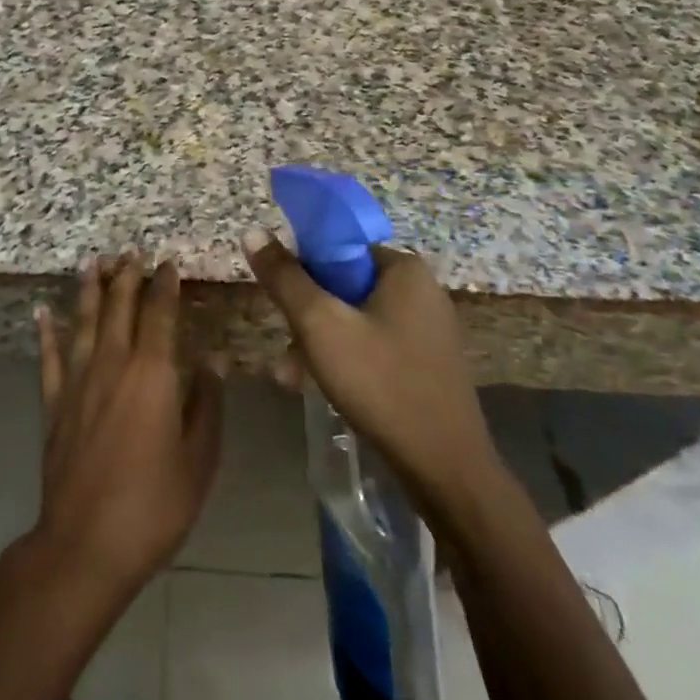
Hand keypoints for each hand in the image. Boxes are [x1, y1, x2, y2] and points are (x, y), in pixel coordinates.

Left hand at [24, 254, 223, 607]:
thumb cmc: (154, 504)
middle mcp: (113, 365)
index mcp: (153, 374)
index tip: (168, 263)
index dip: (166, 286)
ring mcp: (78, 382)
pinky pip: (49, 357)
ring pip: (84, 322)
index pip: (160, 314)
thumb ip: (207, 405)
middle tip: (131, 251)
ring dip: (90, 290)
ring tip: (94, 262)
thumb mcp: (199, 460)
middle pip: (119, 308)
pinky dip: (46, 332)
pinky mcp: (54, 404)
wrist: (85, 544)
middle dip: (127, 276)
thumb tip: (212, 361)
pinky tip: (43, 311)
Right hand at [242, 231, 495, 501]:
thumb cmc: (381, 383)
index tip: (283, 300)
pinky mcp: (427, 361)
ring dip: (319, 342)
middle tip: (286, 349)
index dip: (303, 269)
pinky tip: (320, 387)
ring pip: (356, 318)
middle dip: (308, 315)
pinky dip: (346, 358)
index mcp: (403, 268)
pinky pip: (374, 343)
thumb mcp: (320, 326)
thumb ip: (285, 278)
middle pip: (344, 284)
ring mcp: (428, 327)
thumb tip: (253, 231)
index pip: (339, 247)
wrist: (445, 468)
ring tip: (290, 376)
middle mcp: (421, 289)